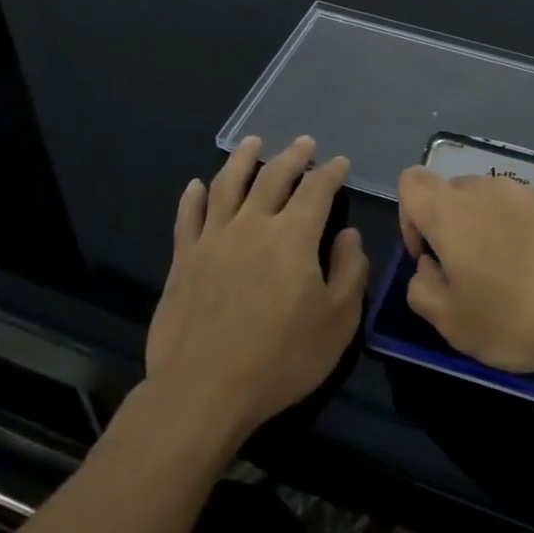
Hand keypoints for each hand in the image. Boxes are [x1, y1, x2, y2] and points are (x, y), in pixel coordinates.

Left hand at [144, 136, 367, 443]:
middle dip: (293, 156)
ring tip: (252, 142)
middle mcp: (253, 224)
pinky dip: (193, 196)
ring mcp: (212, 238)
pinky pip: (188, 216)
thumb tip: (348, 234)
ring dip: (242, 159)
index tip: (340, 162)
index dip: (331, 172)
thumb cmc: (281, 359)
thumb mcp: (338, 321)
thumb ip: (351, 271)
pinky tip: (197, 184)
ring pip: (227, 184)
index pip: (317, 190)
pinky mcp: (182, 259)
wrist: (204, 390)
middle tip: (305, 143)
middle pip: (273, 176)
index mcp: (294, 236)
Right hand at [395, 165, 533, 374]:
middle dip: (451, 228)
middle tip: (470, 277)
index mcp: (453, 211)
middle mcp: (489, 190)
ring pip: (492, 202)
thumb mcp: (454, 324)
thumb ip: (422, 291)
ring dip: (489, 231)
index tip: (430, 257)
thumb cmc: (520, 316)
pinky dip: (525, 234)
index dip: (409, 217)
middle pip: (453, 192)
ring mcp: (532, 193)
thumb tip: (429, 269)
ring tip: (513, 278)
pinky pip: (528, 212)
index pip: (411, 182)